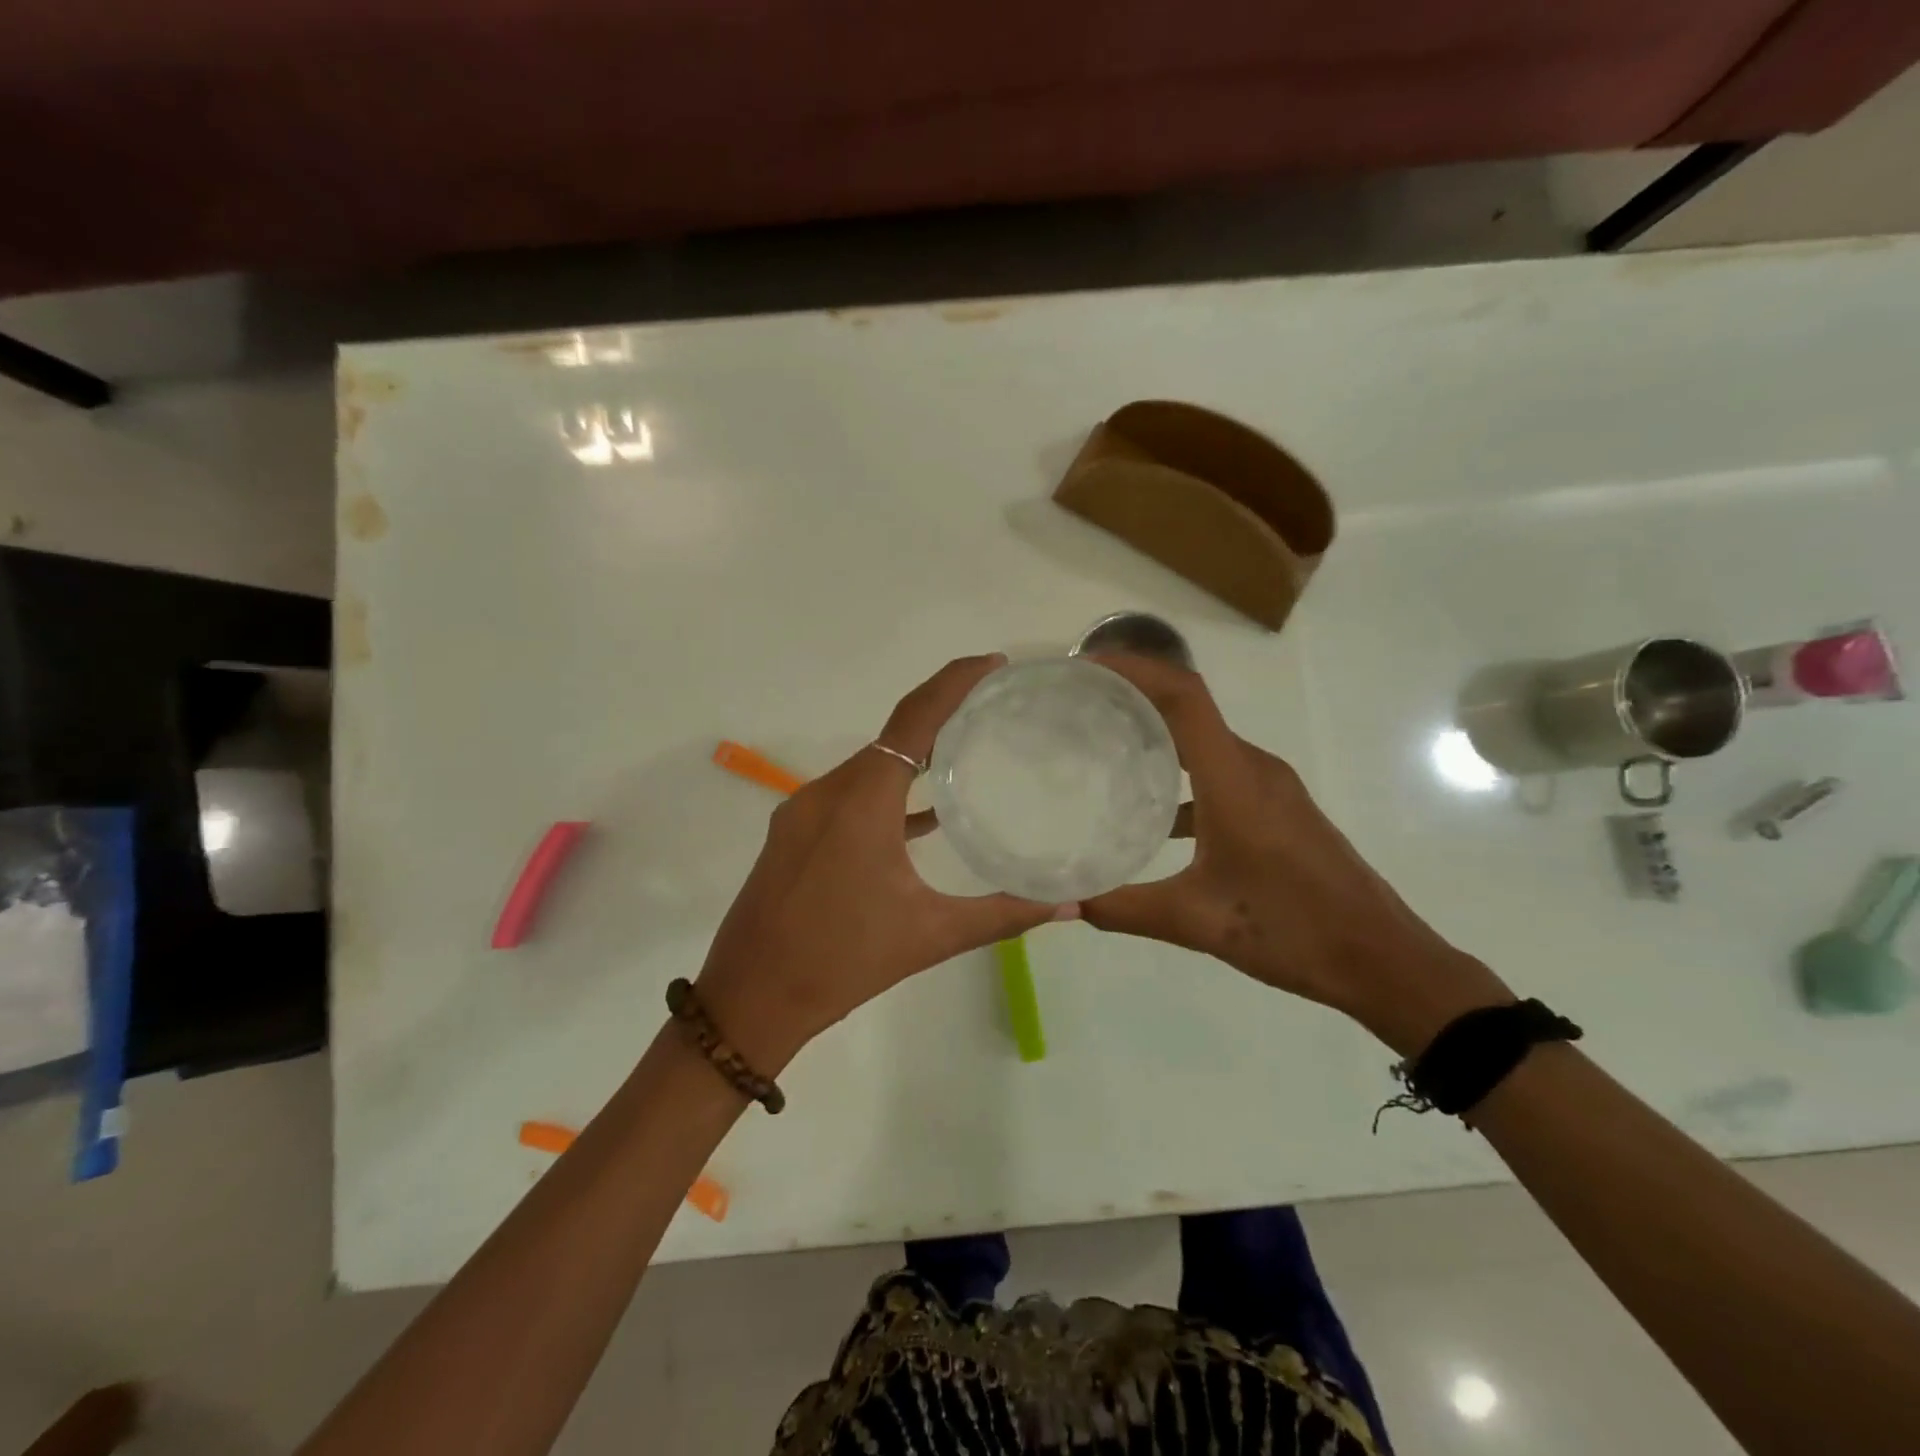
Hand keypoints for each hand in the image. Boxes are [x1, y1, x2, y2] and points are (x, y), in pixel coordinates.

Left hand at [694, 655, 1076, 1071]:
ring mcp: (804, 811)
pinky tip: (925, 815)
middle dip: (943, 713)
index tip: (994, 665)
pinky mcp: (794, 833)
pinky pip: (851, 794)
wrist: (748, 1001)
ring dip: (915, 753)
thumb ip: (1003, 914)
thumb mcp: (930, 936)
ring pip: (870, 764)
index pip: (914, 719)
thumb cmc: (841, 963)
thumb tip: (1069, 904)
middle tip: (995, 705)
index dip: (954, 683)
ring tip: (968, 749)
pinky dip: (889, 791)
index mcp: (861, 801)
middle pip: (893, 734)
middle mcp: (828, 792)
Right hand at [1081, 655, 1510, 1055]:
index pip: (1184, 697)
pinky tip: (1150, 812)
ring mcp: (1270, 786)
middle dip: (1135, 695)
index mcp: (1234, 780)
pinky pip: (1220, 770)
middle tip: (1080, 705)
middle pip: (1190, 708)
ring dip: (1157, 732)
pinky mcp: (1277, 807)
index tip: (1089, 667)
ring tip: (1103, 746)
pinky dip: (1180, 774)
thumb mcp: (1196, 921)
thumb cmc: (1292, 930)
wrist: (1381, 958)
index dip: (1136, 669)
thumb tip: (1061, 905)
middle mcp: (1254, 768)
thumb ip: (1122, 909)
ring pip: (1204, 740)